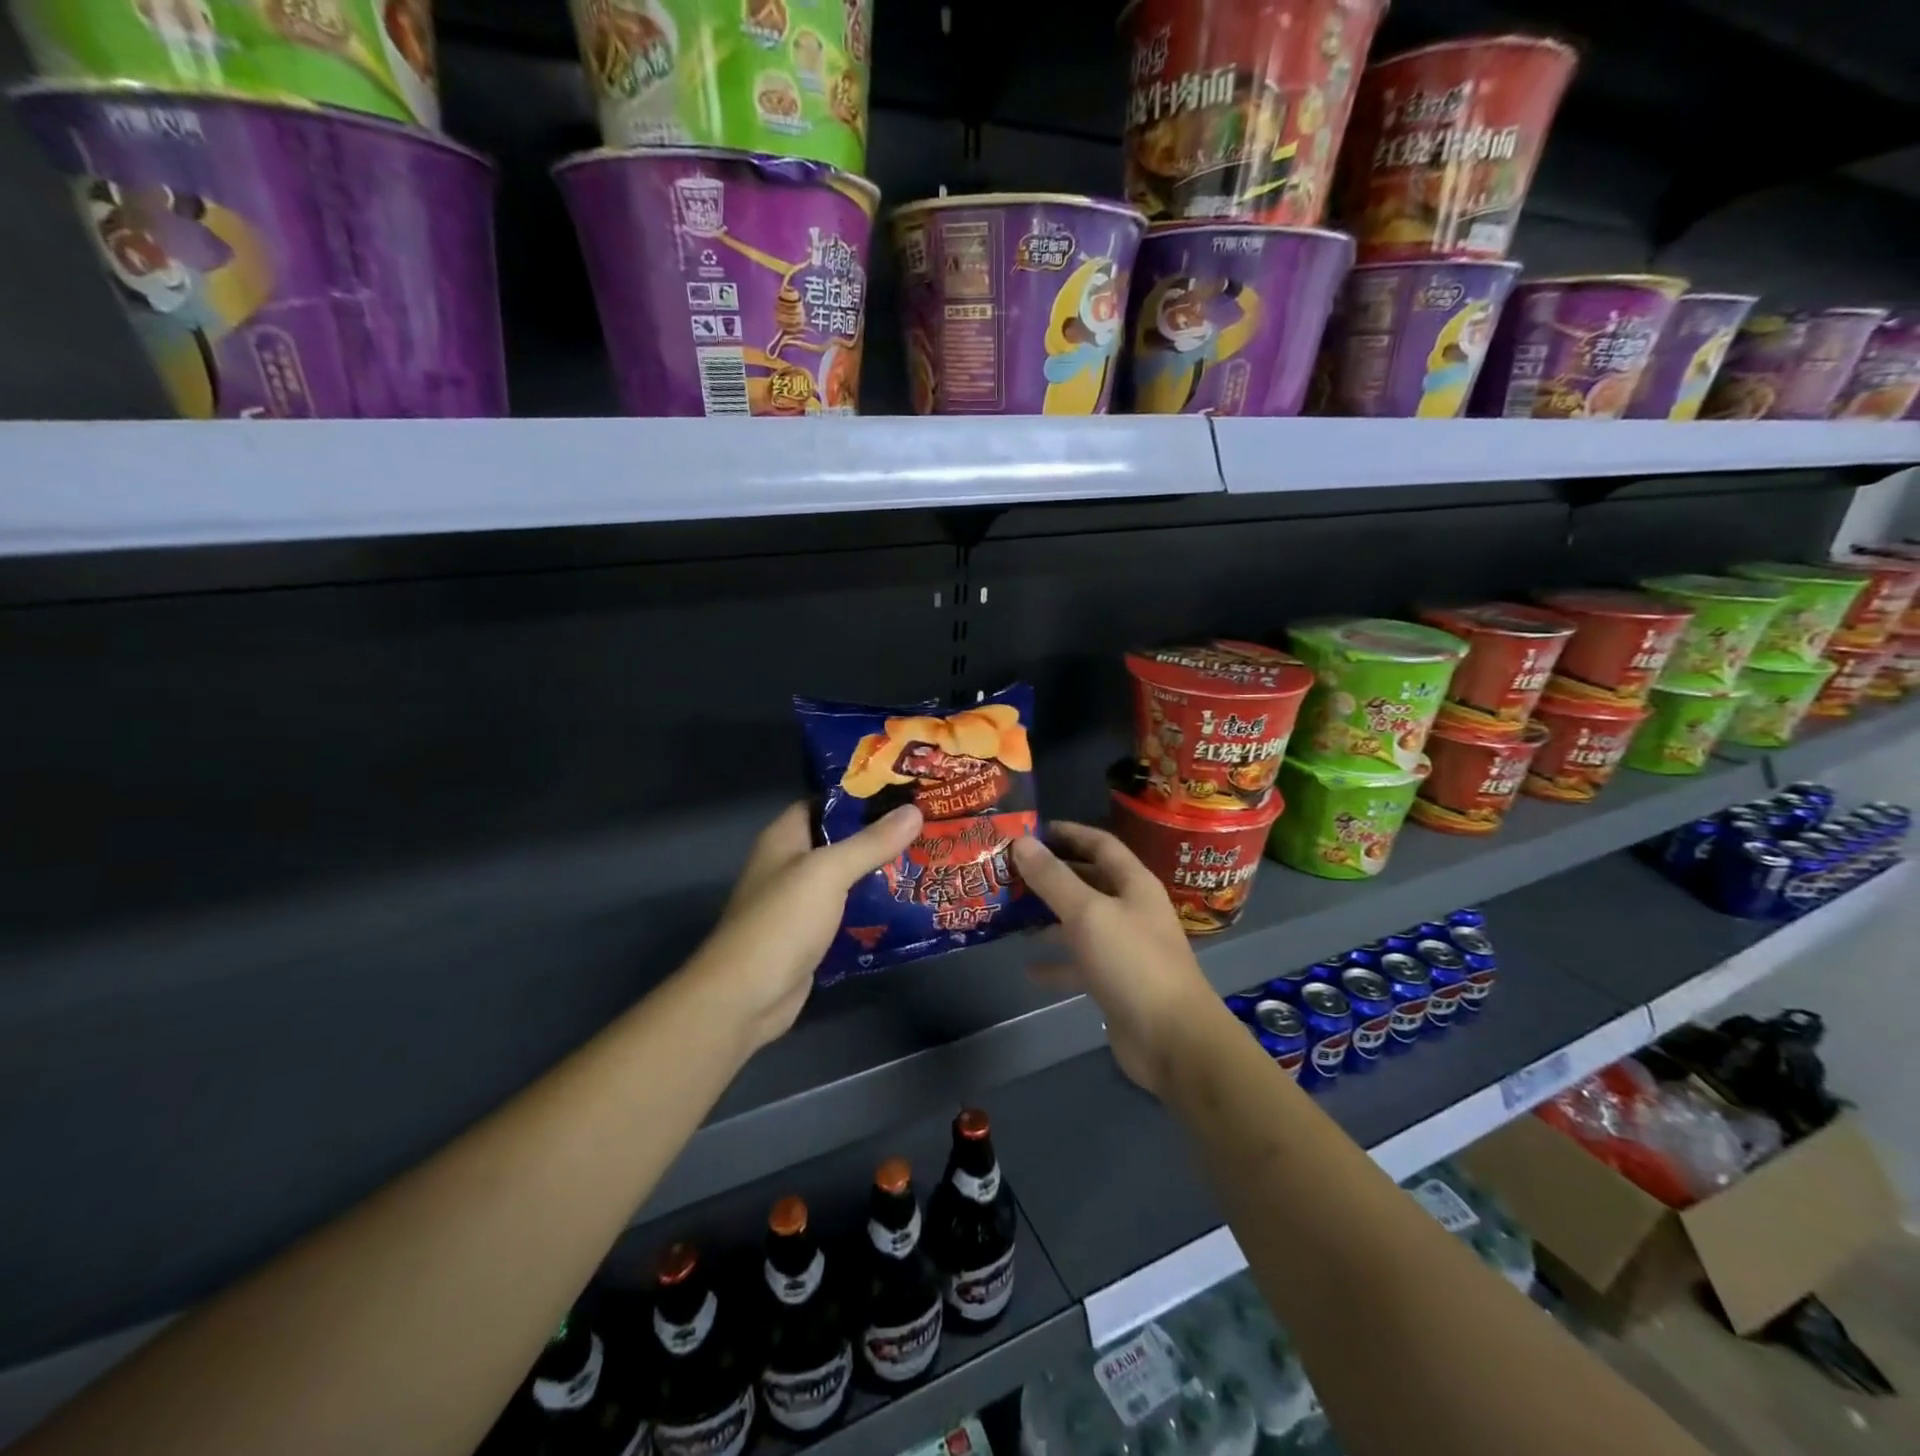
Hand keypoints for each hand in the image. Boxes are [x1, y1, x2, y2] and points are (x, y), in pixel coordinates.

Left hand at [686, 800, 923, 1052]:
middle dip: (881, 835)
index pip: (826, 802)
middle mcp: (791, 864)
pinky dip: (875, 909)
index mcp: (785, 837)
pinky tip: (910, 905)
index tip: (905, 791)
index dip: (862, 794)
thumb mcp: (829, 872)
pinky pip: (850, 913)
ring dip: (882, 873)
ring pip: (848, 878)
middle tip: (928, 826)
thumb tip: (914, 811)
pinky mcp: (813, 937)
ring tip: (928, 860)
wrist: (746, 998)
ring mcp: (801, 903)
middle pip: (841, 840)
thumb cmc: (782, 921)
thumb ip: (871, 842)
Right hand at [1012, 824, 1223, 1095]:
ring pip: (1081, 921)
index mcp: (1134, 883)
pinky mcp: (1116, 981)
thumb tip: (1022, 842)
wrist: (1172, 1039)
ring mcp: (1125, 947)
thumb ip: (1053, 878)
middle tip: (1009, 871)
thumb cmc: (1132, 962)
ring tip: (1010, 914)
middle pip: (1088, 880)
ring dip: (1049, 917)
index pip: (1100, 844)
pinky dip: (1057, 963)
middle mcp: (1131, 909)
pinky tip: (1028, 968)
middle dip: (1052, 875)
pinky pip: (1081, 962)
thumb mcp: (1088, 913)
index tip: (1030, 831)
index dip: (1068, 834)